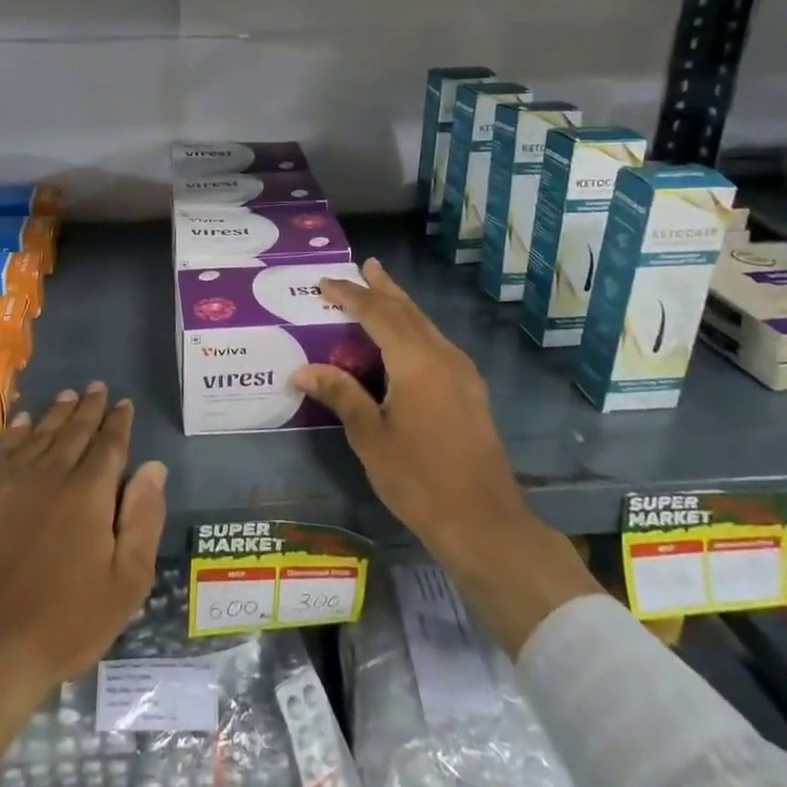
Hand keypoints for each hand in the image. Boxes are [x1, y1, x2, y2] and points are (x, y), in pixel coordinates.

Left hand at [0, 384, 167, 783]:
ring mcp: (8, 483)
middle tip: (97, 387)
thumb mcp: (126, 583)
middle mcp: (50, 474)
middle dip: (89, 407)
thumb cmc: (66, 624)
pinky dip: (14, 432)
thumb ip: (143, 519)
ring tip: (67, 395)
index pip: (109, 445)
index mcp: (89, 493)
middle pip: (74, 431)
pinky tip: (21, 422)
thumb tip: (153, 467)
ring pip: (38, 434)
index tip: (124, 403)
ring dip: (56, 413)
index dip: (119, 422)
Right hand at [294, 259, 601, 652]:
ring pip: (426, 326)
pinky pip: (436, 344)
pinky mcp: (469, 391)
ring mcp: (461, 373)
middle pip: (408, 310)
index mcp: (415, 360)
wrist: (484, 521)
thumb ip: (341, 394)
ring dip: (401, 307)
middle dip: (384, 288)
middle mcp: (442, 355)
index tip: (324, 283)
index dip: (349, 295)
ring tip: (381, 291)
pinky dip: (414, 330)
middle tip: (366, 266)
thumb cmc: (419, 478)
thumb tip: (302, 371)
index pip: (376, 313)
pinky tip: (405, 341)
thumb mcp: (370, 436)